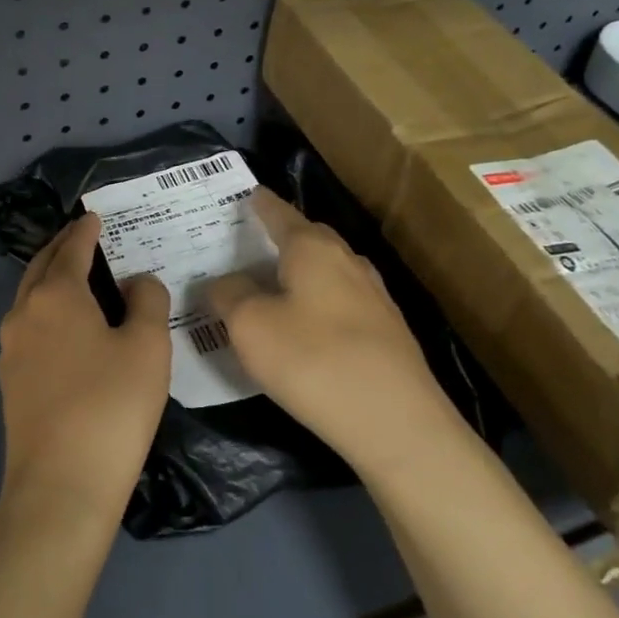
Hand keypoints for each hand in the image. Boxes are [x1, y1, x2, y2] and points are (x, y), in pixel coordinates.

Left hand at [0, 213, 171, 528]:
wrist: (60, 485)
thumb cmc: (111, 406)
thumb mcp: (147, 347)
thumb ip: (147, 301)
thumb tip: (136, 282)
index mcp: (55, 296)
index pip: (71, 249)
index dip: (85, 230)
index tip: (93, 217)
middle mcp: (24, 314)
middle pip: (41, 268)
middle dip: (61, 248)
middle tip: (81, 237)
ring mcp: (10, 350)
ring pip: (30, 299)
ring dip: (51, 281)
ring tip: (76, 279)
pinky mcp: (10, 382)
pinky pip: (29, 329)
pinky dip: (46, 313)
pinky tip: (65, 330)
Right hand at [206, 189, 457, 479]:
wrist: (396, 422)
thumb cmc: (313, 361)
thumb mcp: (250, 327)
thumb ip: (229, 296)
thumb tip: (222, 282)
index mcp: (313, 249)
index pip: (280, 213)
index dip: (260, 204)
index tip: (247, 195)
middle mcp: (348, 261)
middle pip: (309, 238)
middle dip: (282, 236)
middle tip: (250, 245)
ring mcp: (374, 296)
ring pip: (329, 270)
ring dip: (302, 272)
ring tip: (274, 285)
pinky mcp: (387, 331)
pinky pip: (342, 301)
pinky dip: (319, 302)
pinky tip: (308, 326)